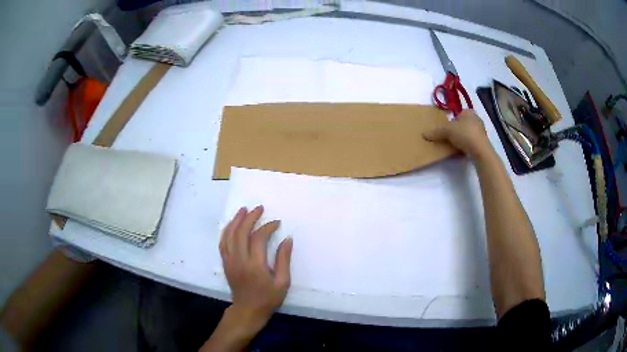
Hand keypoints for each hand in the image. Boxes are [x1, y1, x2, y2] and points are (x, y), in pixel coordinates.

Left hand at [219, 205, 292, 330]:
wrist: (247, 310)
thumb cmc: (268, 298)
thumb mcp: (282, 282)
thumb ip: (284, 260)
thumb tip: (288, 239)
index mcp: (255, 265)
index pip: (259, 238)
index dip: (268, 227)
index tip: (277, 223)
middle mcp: (239, 260)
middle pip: (241, 232)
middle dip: (250, 218)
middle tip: (259, 208)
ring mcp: (230, 261)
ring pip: (229, 235)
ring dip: (236, 221)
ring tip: (243, 210)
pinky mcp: (225, 263)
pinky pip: (223, 243)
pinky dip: (227, 231)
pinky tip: (232, 225)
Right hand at [423, 110, 493, 158]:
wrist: (480, 150)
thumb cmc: (465, 134)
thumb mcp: (447, 131)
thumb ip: (436, 132)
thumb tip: (424, 134)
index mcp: (469, 112)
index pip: (458, 114)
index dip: (452, 121)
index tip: (447, 129)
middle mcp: (476, 119)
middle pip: (463, 124)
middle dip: (457, 130)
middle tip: (450, 137)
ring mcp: (481, 131)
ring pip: (468, 133)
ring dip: (462, 138)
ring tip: (455, 145)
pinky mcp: (483, 142)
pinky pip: (472, 142)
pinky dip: (467, 145)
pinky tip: (462, 151)